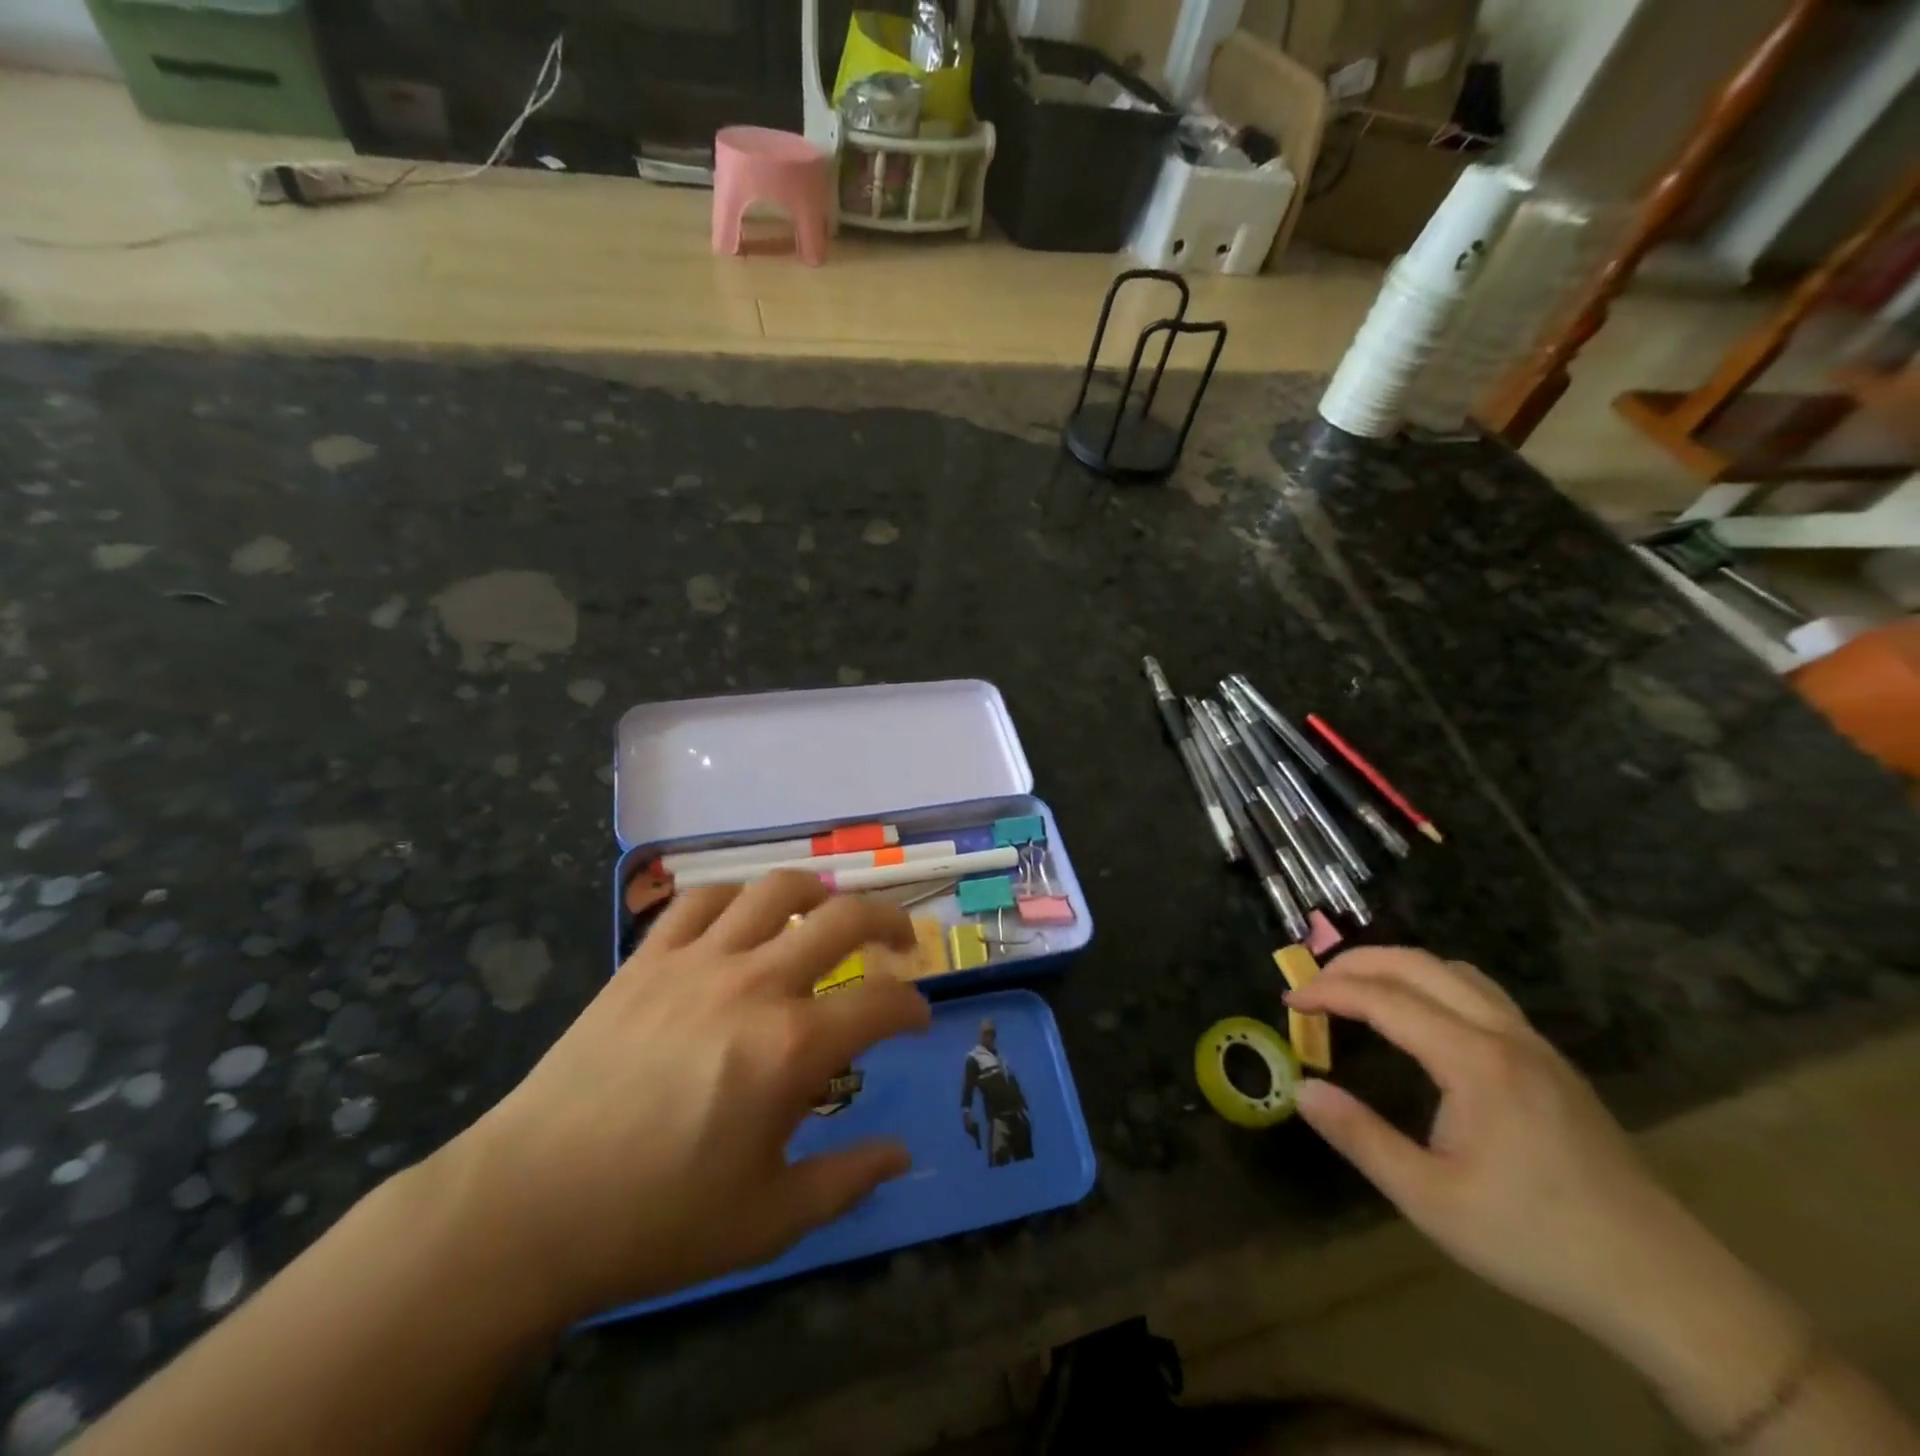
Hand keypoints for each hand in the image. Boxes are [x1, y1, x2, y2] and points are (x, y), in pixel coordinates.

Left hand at [442, 872, 930, 1325]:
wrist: (528, 1208)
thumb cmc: (656, 1221)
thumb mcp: (768, 1220)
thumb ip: (847, 1180)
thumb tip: (902, 1153)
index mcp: (792, 1048)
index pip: (882, 1004)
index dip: (913, 1007)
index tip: (918, 1019)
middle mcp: (754, 985)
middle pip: (842, 919)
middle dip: (888, 923)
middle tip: (900, 944)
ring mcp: (697, 961)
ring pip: (775, 890)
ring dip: (818, 893)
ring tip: (829, 912)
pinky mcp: (647, 959)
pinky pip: (701, 900)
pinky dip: (735, 898)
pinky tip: (742, 918)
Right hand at [1285, 949, 1755, 1350]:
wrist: (1663, 1285)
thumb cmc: (1535, 1240)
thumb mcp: (1430, 1200)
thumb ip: (1360, 1137)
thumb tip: (1301, 1090)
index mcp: (1474, 1061)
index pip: (1384, 998)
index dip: (1329, 991)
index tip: (1289, 999)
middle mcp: (1505, 1034)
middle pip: (1419, 964)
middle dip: (1357, 963)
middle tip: (1314, 983)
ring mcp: (1535, 1044)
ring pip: (1455, 971)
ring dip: (1398, 967)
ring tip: (1359, 990)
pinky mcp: (1551, 1062)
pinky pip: (1480, 993)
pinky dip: (1433, 983)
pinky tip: (1421, 1018)